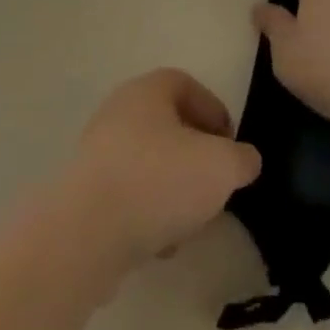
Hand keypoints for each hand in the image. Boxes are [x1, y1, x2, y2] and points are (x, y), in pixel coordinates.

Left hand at [61, 69, 262, 268]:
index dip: (214, 112)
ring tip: (191, 223)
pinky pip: (128, 196)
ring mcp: (97, 152)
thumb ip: (242, 159)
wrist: (86, 234)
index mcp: (147, 92)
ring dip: (174, 191)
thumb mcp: (221, 166)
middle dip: (196, 158)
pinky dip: (148, 215)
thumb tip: (243, 160)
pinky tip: (161, 244)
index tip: (231, 147)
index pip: (186, 85)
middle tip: (215, 186)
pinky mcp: (85, 192)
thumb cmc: (158, 181)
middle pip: (168, 127)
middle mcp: (118, 113)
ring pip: (150, 165)